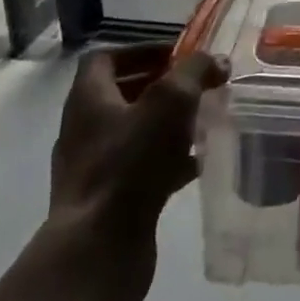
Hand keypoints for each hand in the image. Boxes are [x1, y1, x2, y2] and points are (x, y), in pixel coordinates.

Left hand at [47, 43, 227, 300]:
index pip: (106, 59)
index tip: (177, 56)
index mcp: (88, 99)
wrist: (98, 249)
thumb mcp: (170, 103)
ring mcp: (94, 168)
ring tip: (203, 122)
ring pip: (134, 132)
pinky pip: (140, 168)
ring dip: (167, 124)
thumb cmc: (130, 164)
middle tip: (198, 87)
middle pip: (121, 94)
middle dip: (161, 87)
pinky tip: (196, 165)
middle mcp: (84, 129)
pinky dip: (168, 160)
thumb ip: (195, 72)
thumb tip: (215, 60)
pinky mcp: (108, 200)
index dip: (142, 51)